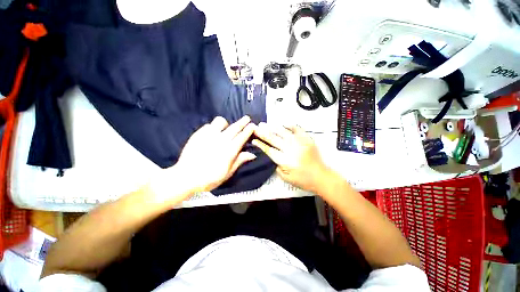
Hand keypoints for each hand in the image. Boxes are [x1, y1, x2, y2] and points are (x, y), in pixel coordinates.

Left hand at [174, 116, 256, 192]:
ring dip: (226, 124)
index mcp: (229, 150)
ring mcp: (209, 135)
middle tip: (247, 118)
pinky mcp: (198, 134)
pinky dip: (213, 127)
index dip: (248, 130)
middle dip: (242, 122)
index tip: (253, 125)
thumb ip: (239, 161)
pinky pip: (208, 125)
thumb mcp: (227, 173)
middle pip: (234, 127)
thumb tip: (252, 154)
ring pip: (221, 122)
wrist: (186, 177)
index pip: (242, 137)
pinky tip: (212, 133)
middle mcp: (221, 140)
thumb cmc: (209, 178)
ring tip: (225, 128)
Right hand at [252, 123, 331, 192]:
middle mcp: (290, 149)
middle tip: (255, 127)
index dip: (260, 144)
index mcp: (285, 160)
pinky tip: (284, 124)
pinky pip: (298, 130)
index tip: (254, 140)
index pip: (269, 150)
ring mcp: (299, 143)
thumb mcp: (285, 178)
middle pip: (274, 139)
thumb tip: (273, 155)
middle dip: (263, 133)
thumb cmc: (302, 180)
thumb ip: (277, 166)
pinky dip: (291, 126)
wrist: (321, 176)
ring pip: (283, 132)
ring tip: (265, 124)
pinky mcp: (307, 139)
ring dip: (273, 128)